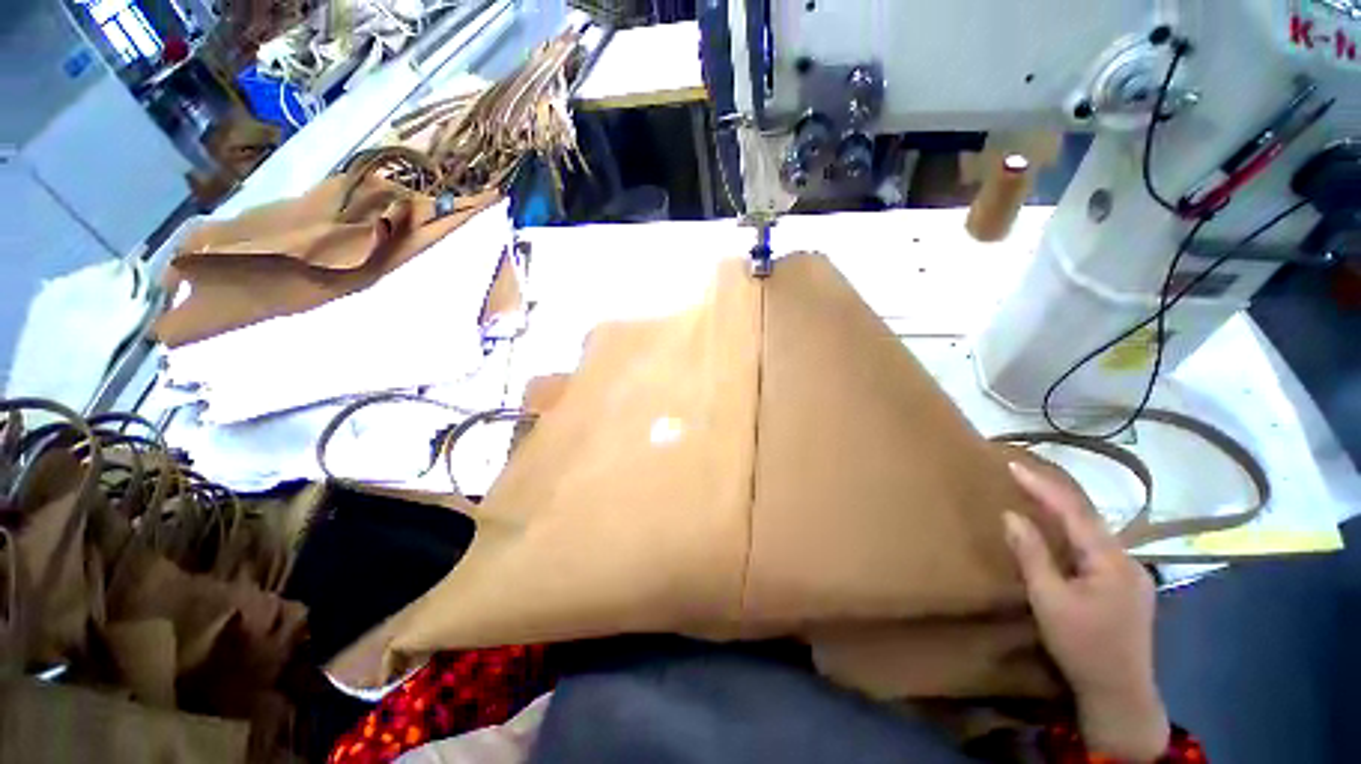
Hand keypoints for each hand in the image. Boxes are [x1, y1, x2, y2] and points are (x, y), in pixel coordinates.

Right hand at [1003, 461, 1169, 761]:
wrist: (1121, 693)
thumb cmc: (1082, 645)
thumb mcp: (1049, 600)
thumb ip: (1032, 554)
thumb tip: (1011, 515)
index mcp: (1110, 560)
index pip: (1074, 512)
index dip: (1042, 486)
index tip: (1014, 465)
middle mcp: (1127, 559)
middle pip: (1088, 517)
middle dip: (1054, 493)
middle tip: (1022, 474)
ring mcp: (1132, 574)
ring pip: (1095, 532)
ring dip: (1065, 511)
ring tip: (1037, 495)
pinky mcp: (1128, 587)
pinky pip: (1097, 547)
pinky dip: (1075, 531)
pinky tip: (1063, 532)